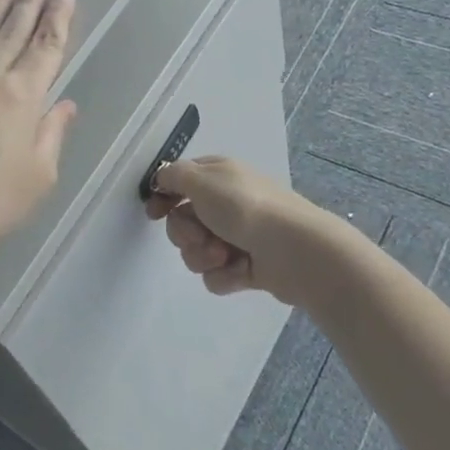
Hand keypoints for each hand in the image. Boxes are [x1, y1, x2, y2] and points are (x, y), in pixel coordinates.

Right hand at [145, 156, 324, 304]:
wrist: (295, 251)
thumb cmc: (245, 208)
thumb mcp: (202, 180)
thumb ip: (174, 175)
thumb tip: (162, 178)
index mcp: (217, 176)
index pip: (179, 182)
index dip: (163, 197)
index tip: (154, 213)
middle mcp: (225, 204)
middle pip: (182, 222)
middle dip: (186, 233)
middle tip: (202, 235)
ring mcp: (236, 236)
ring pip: (196, 251)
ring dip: (204, 255)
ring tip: (225, 255)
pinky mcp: (245, 267)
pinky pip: (216, 275)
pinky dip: (225, 275)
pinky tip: (241, 270)